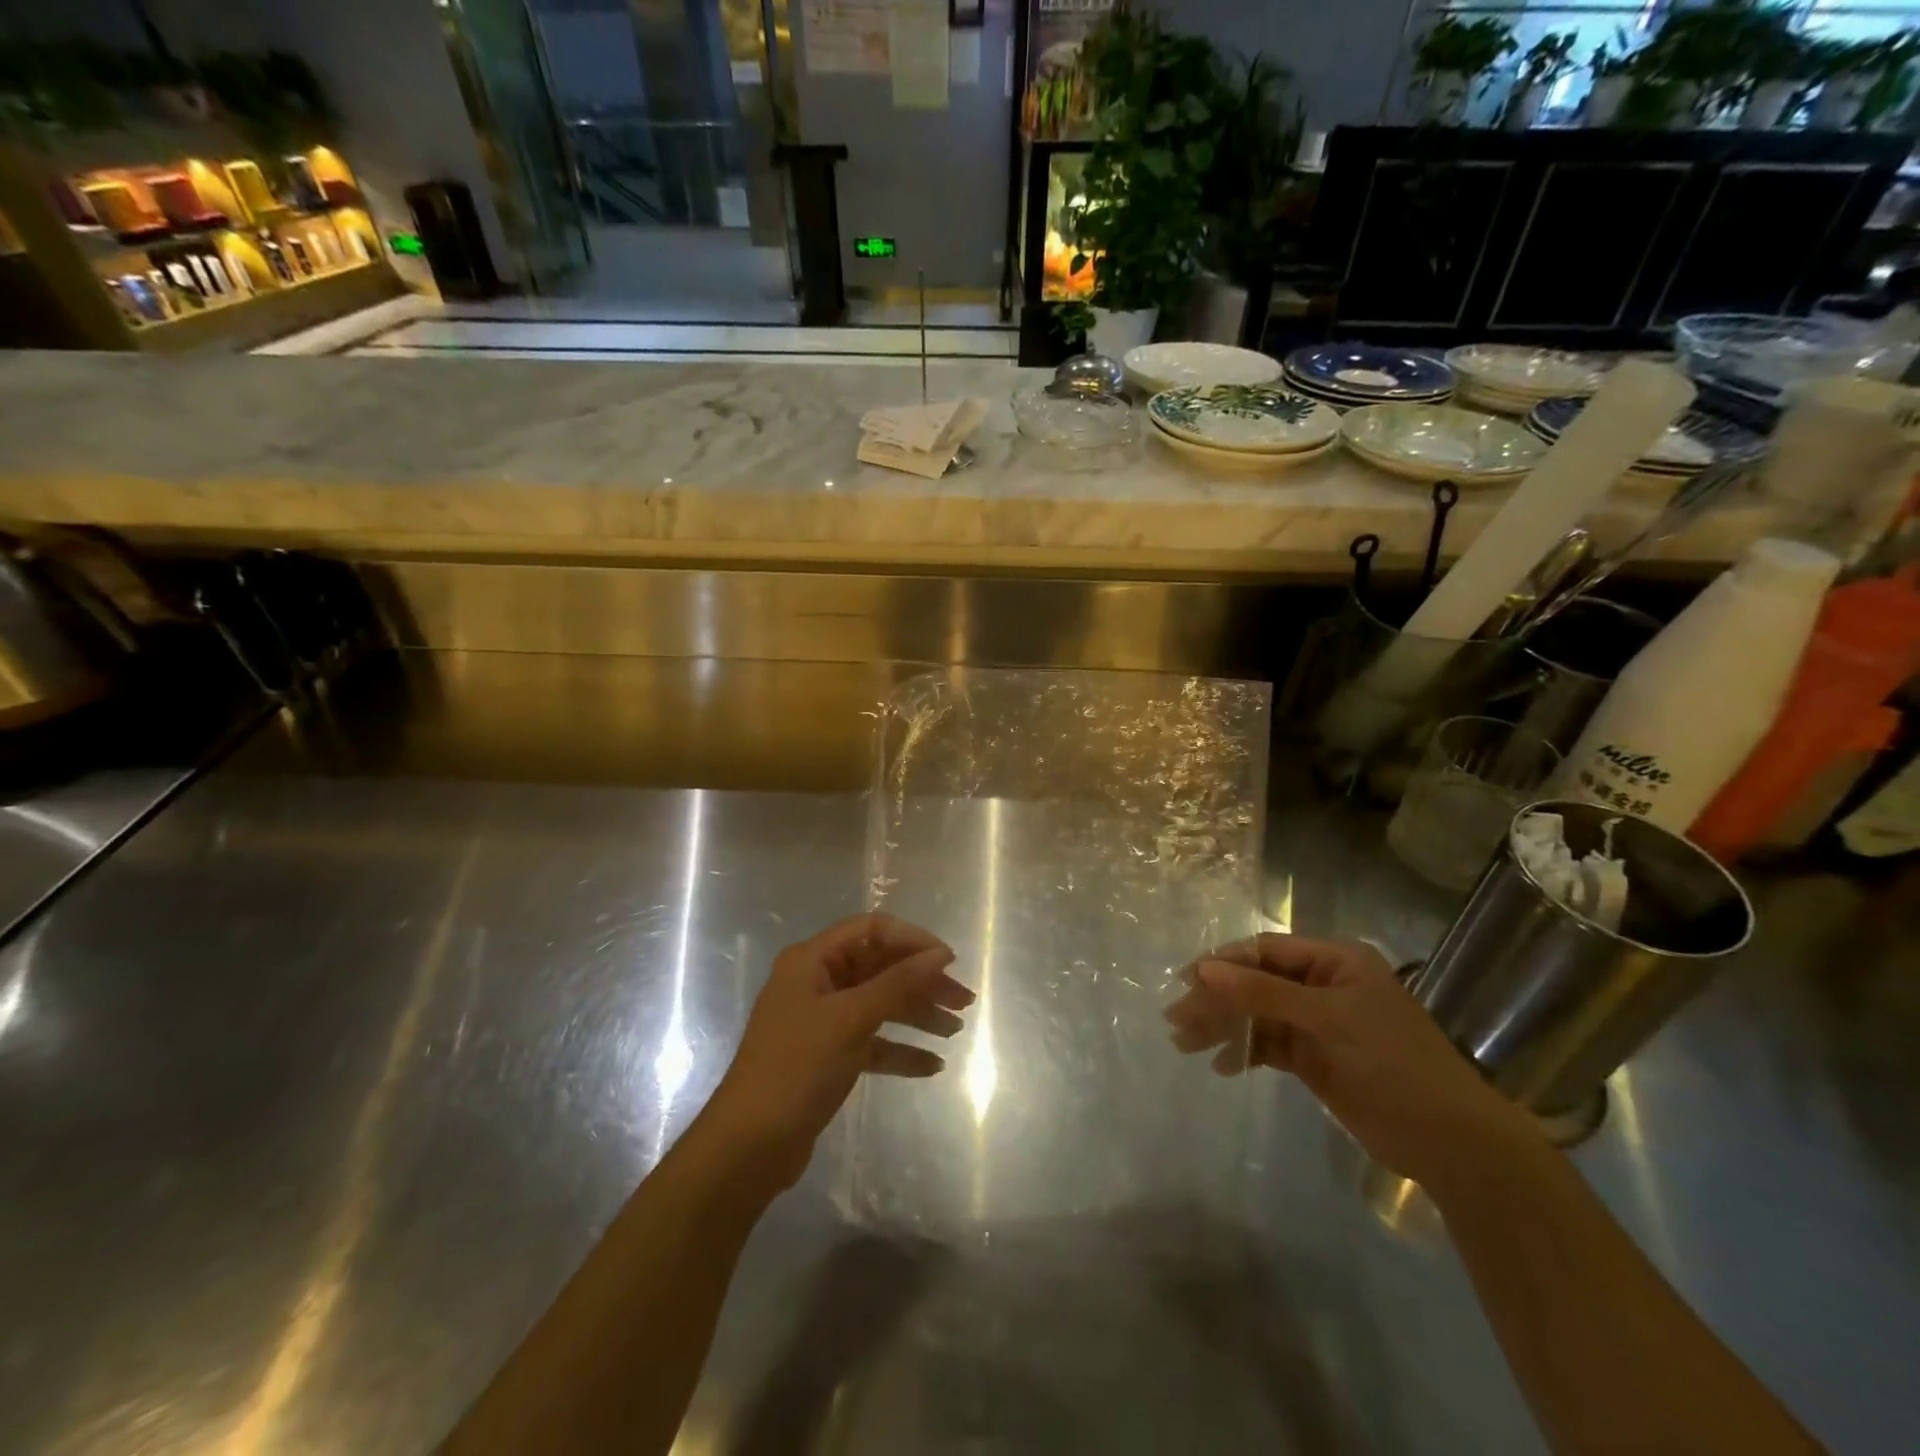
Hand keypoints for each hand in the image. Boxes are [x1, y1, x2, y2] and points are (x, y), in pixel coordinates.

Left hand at [702, 913, 973, 1192]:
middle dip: (921, 982)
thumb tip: (940, 955)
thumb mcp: (850, 1020)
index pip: (871, 931)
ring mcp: (822, 1021)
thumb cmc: (796, 1068)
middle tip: (964, 1001)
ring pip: (879, 1005)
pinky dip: (900, 1050)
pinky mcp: (828, 1056)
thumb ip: (897, 984)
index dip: (912, 940)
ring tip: (955, 1030)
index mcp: (811, 960)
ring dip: (917, 1015)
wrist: (748, 1147)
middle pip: (879, 968)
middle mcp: (816, 982)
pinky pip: (872, 1042)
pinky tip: (932, 1066)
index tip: (949, 961)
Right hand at [1164, 933, 1542, 1188]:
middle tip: (1177, 1021)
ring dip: (1223, 1026)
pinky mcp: (1313, 1058)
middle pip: (1255, 982)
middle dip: (1217, 1000)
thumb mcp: (1329, 1020)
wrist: (1451, 1143)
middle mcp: (1322, 985)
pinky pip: (1267, 1045)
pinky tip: (1220, 1066)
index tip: (1186, 981)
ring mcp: (1317, 1022)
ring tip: (1185, 1044)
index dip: (1224, 963)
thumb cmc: (1394, 1064)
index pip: (1265, 950)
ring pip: (1256, 1014)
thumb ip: (1264, 993)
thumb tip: (1204, 969)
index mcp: (1334, 961)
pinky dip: (1243, 1052)